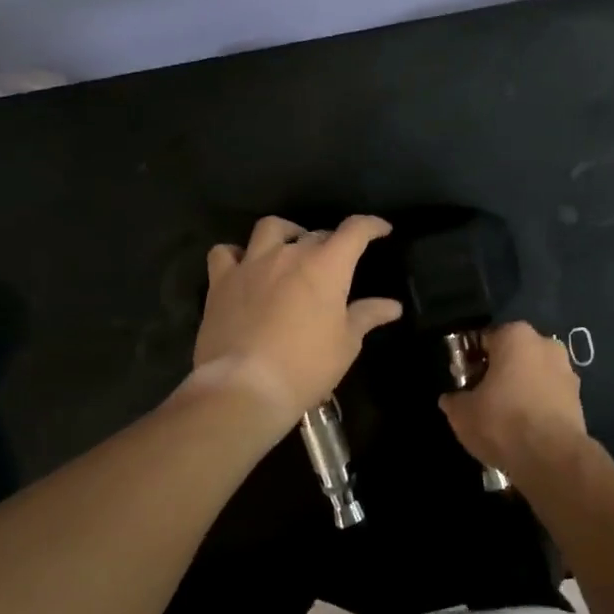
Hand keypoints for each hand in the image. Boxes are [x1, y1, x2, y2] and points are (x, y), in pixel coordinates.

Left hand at [194, 214, 401, 423]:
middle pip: (316, 233)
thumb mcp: (346, 344)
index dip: (371, 225)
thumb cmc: (305, 366)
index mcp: (327, 266)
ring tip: (289, 249)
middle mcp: (290, 254)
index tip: (381, 229)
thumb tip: (392, 306)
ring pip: (270, 228)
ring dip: (285, 233)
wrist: (244, 387)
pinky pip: (225, 252)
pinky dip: (236, 254)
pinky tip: (243, 266)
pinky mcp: (221, 281)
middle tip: (334, 264)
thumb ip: (367, 316)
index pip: (355, 230)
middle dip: (330, 243)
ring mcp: (252, 264)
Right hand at [440, 322, 589, 485]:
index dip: (470, 360)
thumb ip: (454, 400)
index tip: (463, 380)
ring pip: (534, 375)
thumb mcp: (462, 413)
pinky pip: (549, 396)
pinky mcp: (579, 398)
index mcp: (516, 335)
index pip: (485, 340)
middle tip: (481, 398)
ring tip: (504, 418)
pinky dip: (537, 406)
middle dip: (498, 372)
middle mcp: (545, 344)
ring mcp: (567, 371)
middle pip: (513, 355)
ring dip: (520, 389)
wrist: (552, 457)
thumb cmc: (502, 421)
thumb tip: (450, 399)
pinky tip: (525, 429)